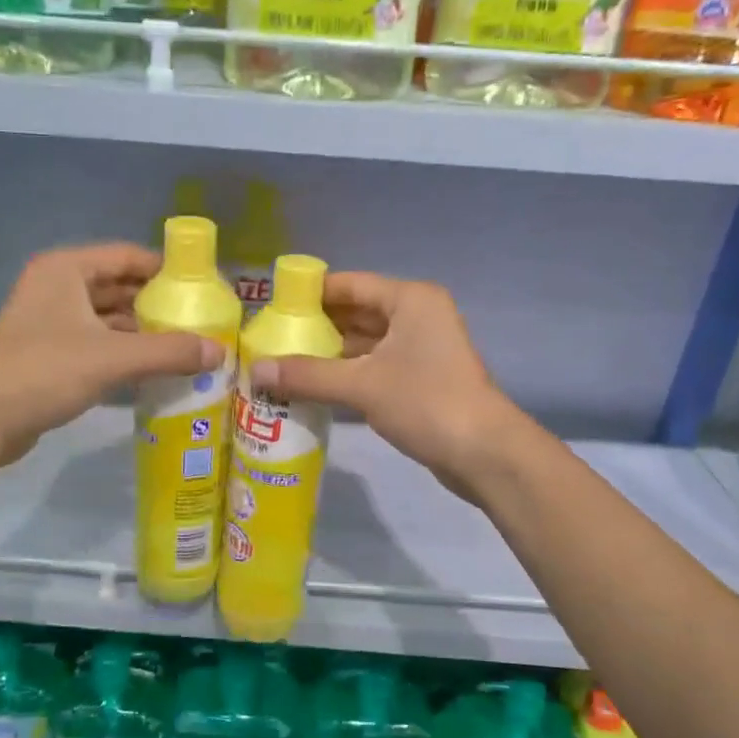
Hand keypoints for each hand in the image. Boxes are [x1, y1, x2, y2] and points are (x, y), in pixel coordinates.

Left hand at [0, 243, 221, 465]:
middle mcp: (57, 287)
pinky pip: (97, 344)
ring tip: (185, 347)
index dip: (166, 270)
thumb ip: (169, 351)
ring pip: (108, 318)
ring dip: (142, 332)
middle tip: (201, 322)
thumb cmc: (45, 371)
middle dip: (157, 305)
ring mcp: (50, 321)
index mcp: (67, 269)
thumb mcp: (113, 357)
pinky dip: (124, 352)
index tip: (203, 288)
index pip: (128, 256)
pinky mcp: (49, 354)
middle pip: (119, 287)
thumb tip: (220, 351)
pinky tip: (154, 370)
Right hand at [248, 273, 520, 497]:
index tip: (271, 307)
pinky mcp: (421, 379)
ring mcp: (421, 349)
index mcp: (410, 300)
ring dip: (329, 353)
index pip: (350, 285)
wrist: (483, 453)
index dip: (311, 294)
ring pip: (365, 343)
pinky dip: (347, 373)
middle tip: (270, 338)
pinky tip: (314, 386)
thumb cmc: (426, 402)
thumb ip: (307, 375)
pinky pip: (375, 366)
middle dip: (316, 326)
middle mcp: (417, 316)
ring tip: (283, 362)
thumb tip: (255, 370)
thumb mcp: (361, 385)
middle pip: (356, 312)